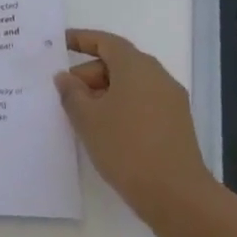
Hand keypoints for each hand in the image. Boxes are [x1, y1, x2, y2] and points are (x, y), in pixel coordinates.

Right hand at [55, 28, 215, 231]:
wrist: (177, 196)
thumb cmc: (126, 147)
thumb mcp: (87, 119)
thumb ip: (71, 93)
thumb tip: (65, 77)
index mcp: (136, 66)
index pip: (105, 41)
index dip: (81, 39)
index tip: (59, 44)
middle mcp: (157, 76)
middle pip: (118, 63)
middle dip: (89, 74)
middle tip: (65, 94)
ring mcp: (171, 101)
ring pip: (130, 85)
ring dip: (104, 93)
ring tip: (81, 116)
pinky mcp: (176, 124)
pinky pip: (142, 103)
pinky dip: (121, 107)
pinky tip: (105, 131)